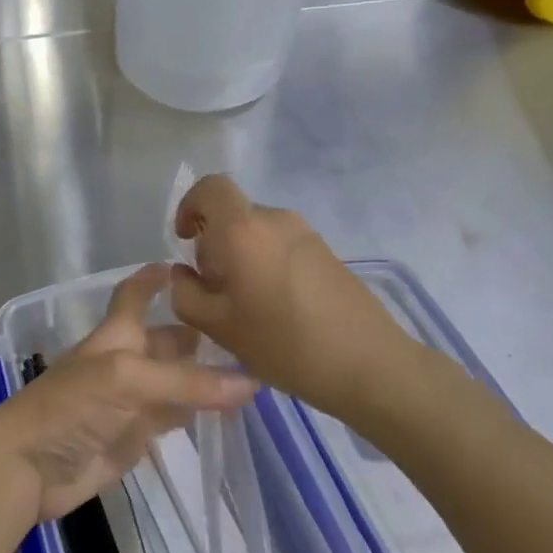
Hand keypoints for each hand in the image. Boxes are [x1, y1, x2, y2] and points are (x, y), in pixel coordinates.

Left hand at [0, 264, 255, 525]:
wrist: (30, 467)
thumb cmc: (71, 406)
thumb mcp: (127, 380)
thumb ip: (186, 381)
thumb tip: (250, 381)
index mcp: (117, 335)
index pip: (135, 295)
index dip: (154, 278)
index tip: (187, 265)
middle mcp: (126, 361)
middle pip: (164, 340)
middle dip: (196, 333)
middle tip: (248, 331)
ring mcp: (131, 401)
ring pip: (174, 380)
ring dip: (204, 375)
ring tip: (252, 368)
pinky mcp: (136, 436)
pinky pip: (172, 417)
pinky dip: (196, 412)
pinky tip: (227, 410)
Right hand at [170, 174, 430, 422]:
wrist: (370, 365)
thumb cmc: (285, 344)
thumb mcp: (219, 327)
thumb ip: (186, 295)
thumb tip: (182, 274)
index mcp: (244, 229)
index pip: (210, 187)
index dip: (189, 205)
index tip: (186, 240)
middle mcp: (275, 219)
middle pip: (233, 214)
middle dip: (214, 244)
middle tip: (214, 289)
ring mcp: (306, 234)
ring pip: (257, 231)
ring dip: (240, 256)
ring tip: (245, 305)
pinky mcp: (326, 252)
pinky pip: (281, 245)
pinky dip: (265, 264)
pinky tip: (276, 309)